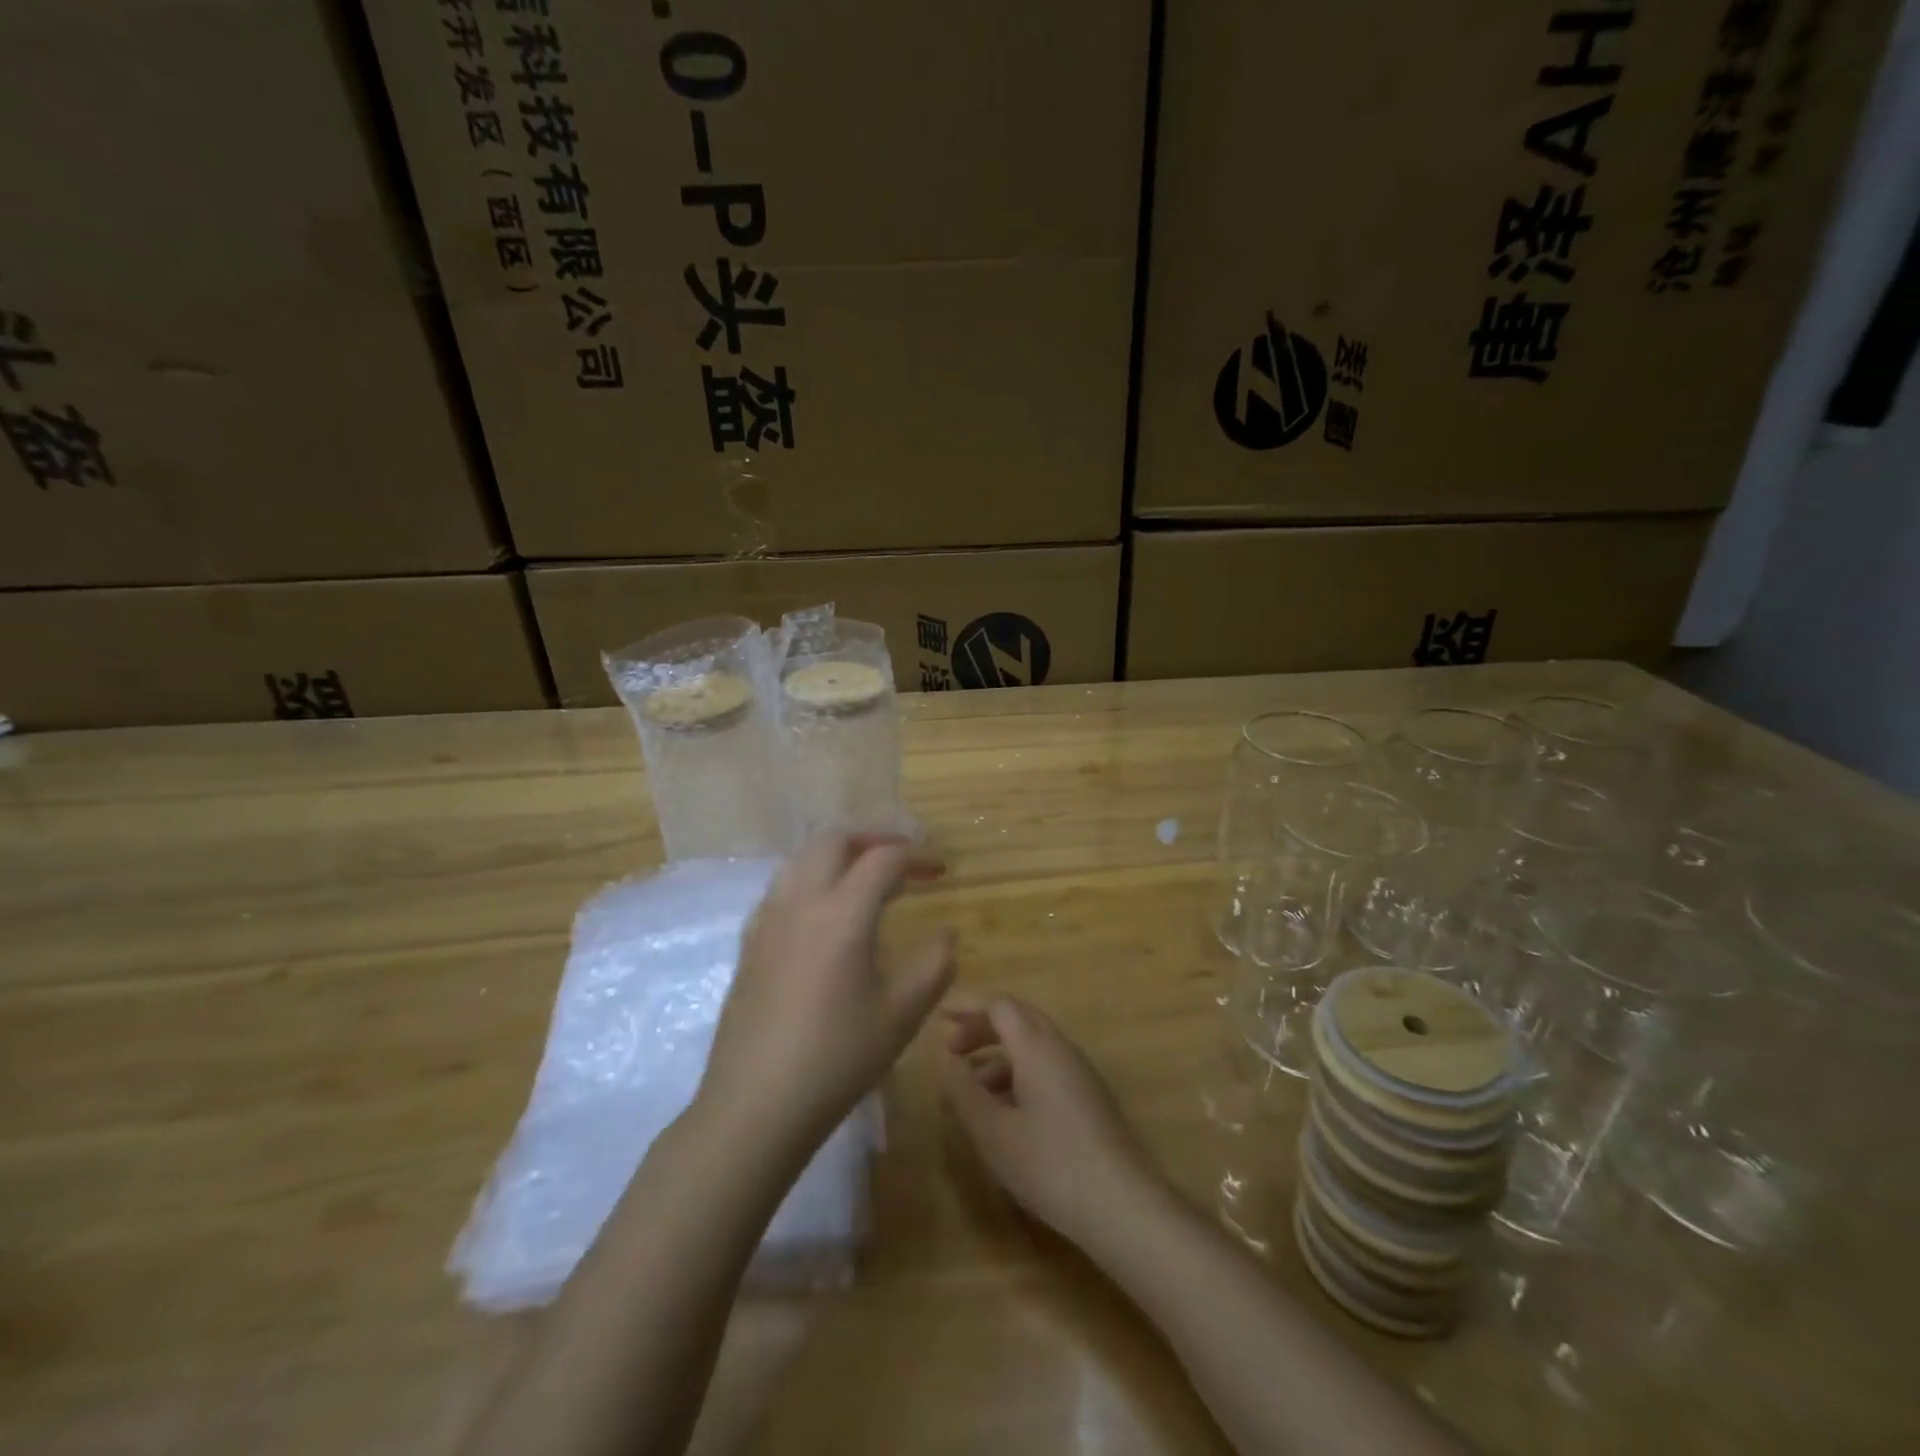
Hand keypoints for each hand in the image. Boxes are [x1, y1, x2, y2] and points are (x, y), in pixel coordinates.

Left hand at [702, 833, 954, 1150]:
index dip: (917, 857)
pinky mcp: (749, 942)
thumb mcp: (902, 1014)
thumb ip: (935, 964)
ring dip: (838, 855)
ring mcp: (768, 919)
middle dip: (872, 838)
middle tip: (902, 858)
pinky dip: (810, 879)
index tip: (939, 870)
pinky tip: (823, 915)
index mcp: (842, 913)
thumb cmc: (837, 1059)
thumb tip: (945, 932)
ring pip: (802, 859)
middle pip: (834, 841)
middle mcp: (801, 901)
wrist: (755, 1105)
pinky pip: (782, 887)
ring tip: (865, 879)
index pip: (883, 859)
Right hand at [938, 996, 1163, 1244]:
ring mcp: (1080, 1073)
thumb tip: (946, 1062)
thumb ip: (963, 1092)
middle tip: (951, 1049)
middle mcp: (1061, 1049)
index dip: (968, 1007)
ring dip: (998, 1057)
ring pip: (1033, 1047)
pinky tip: (1003, 1112)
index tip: (940, 1017)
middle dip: (982, 1030)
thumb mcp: (992, 1132)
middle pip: (1018, 1020)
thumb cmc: (1050, 1163)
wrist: (1122, 1205)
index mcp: (1037, 1046)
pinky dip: (1018, 1076)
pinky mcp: (1089, 1099)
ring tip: (969, 1089)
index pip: (1000, 1006)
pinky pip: (1046, 1069)